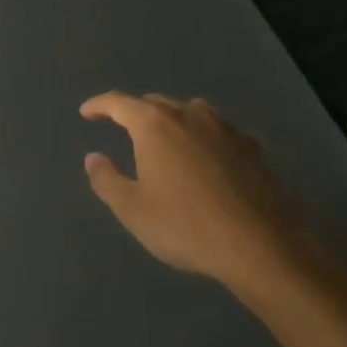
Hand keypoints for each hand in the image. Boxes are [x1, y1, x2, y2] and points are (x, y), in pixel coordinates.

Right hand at [82, 92, 308, 289]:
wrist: (260, 244)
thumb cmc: (186, 226)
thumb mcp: (133, 210)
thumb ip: (107, 180)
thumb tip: (93, 157)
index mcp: (155, 125)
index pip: (119, 103)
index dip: (99, 105)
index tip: (86, 112)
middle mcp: (189, 115)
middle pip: (155, 103)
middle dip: (135, 112)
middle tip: (123, 128)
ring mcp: (224, 128)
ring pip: (190, 110)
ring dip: (172, 118)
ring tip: (166, 137)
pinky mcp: (251, 146)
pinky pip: (219, 130)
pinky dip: (204, 135)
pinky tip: (208, 156)